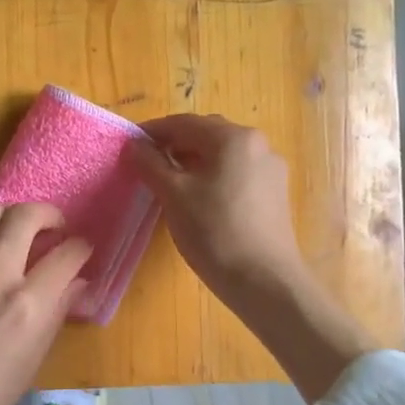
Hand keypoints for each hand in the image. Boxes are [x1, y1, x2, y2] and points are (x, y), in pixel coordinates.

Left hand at [0, 203, 91, 404]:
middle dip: (49, 216)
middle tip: (53, 230)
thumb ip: (55, 316)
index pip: (66, 255)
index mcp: (26, 307)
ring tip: (16, 234)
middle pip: (26, 217)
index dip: (81, 249)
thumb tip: (76, 284)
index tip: (81, 252)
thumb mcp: (29, 366)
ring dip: (12, 217)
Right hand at [124, 114, 307, 311]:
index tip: (129, 145)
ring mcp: (270, 169)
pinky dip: (212, 177)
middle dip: (174, 145)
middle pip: (206, 135)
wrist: (264, 281)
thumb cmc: (214, 231)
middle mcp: (257, 144)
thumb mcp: (174, 195)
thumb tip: (135, 145)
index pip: (183, 123)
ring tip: (169, 183)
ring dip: (193, 162)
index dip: (152, 132)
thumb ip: (151, 164)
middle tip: (147, 164)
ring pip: (222, 156)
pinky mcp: (274, 194)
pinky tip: (198, 200)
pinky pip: (236, 174)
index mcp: (233, 138)